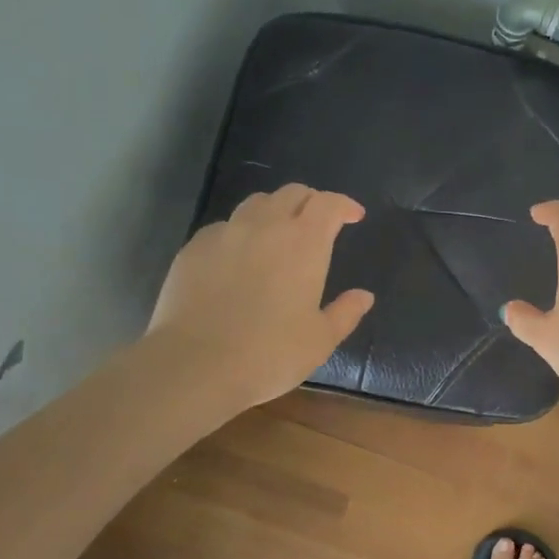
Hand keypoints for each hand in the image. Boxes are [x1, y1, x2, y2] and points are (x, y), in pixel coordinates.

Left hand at [149, 184, 373, 409]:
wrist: (195, 365)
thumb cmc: (270, 353)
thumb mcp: (320, 340)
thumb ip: (346, 312)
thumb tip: (364, 296)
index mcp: (304, 243)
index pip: (328, 203)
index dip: (344, 205)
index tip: (354, 216)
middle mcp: (266, 226)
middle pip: (292, 193)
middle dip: (312, 202)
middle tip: (319, 223)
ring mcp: (225, 233)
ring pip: (256, 203)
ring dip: (275, 210)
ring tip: (279, 233)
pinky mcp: (194, 248)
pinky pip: (224, 227)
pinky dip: (241, 232)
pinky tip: (239, 257)